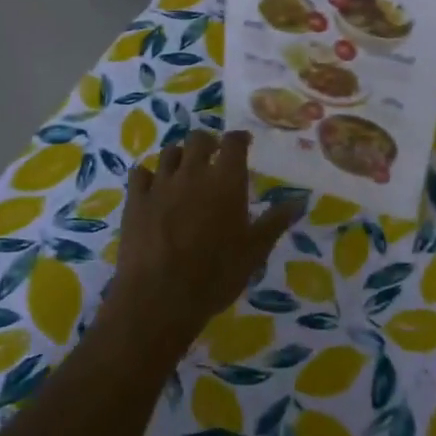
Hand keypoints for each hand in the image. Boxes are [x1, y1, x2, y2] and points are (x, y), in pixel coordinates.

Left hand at [103, 130, 297, 350]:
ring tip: (184, 169)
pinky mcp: (135, 200)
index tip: (244, 142)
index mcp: (226, 180)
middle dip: (208, 142)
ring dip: (180, 156)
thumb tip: (299, 201)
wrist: (160, 297)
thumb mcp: (254, 251)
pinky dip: (148, 175)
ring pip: (169, 152)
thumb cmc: (216, 274)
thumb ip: (275, 222)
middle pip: (199, 139)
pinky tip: (152, 186)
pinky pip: (140, 173)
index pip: (234, 142)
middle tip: (213, 155)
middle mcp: (193, 172)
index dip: (239, 138)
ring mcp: (161, 184)